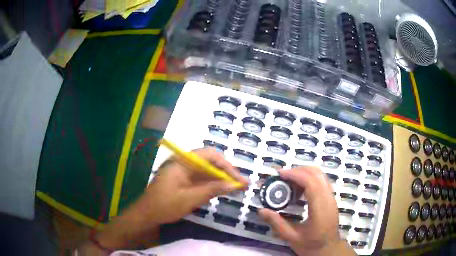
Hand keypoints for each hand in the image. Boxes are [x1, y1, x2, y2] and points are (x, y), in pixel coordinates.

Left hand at [132, 147, 248, 224]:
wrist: (146, 214)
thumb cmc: (164, 205)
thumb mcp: (189, 199)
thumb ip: (212, 190)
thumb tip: (233, 185)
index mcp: (182, 161)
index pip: (210, 155)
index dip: (227, 165)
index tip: (238, 178)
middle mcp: (184, 163)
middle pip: (210, 162)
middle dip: (227, 172)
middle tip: (242, 183)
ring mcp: (184, 171)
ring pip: (207, 171)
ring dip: (221, 179)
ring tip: (237, 187)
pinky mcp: (184, 180)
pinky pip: (202, 179)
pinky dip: (213, 184)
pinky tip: (223, 190)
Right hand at [259, 167, 355, 255]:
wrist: (328, 248)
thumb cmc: (311, 244)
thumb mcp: (291, 237)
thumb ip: (277, 223)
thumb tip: (261, 210)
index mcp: (319, 208)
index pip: (310, 182)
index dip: (295, 174)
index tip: (279, 174)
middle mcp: (328, 198)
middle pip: (316, 173)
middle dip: (298, 170)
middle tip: (282, 177)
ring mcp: (331, 197)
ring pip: (320, 175)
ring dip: (304, 173)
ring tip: (289, 182)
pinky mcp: (331, 198)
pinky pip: (321, 181)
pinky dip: (309, 179)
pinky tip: (299, 190)